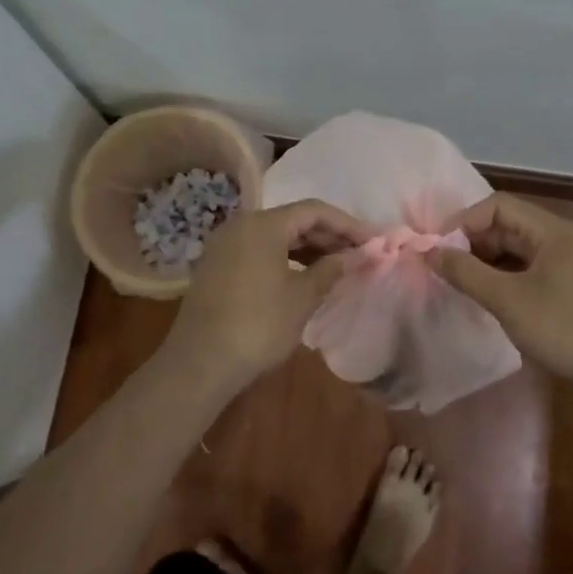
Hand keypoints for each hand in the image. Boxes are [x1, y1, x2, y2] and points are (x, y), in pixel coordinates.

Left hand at [165, 199, 369, 383]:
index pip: (314, 211)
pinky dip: (284, 257)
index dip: (347, 224)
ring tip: (336, 265)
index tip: (372, 240)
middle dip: (328, 235)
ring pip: (275, 235)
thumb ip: (330, 269)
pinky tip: (303, 276)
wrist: (200, 362)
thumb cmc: (259, 325)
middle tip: (358, 252)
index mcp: (264, 224)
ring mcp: (225, 245)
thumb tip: (351, 256)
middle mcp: (241, 225)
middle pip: (293, 220)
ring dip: (307, 247)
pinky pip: (258, 250)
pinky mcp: (217, 266)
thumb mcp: (302, 297)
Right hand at [426, 193, 572, 387]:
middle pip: (509, 225)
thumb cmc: (565, 327)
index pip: (498, 205)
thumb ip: (466, 273)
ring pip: (520, 249)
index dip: (464, 221)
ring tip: (465, 285)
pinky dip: (508, 277)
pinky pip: (533, 269)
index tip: (439, 248)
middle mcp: (563, 238)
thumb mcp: (508, 300)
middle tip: (447, 270)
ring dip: (490, 262)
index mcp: (551, 230)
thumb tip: (429, 252)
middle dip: (474, 243)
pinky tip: (495, 299)